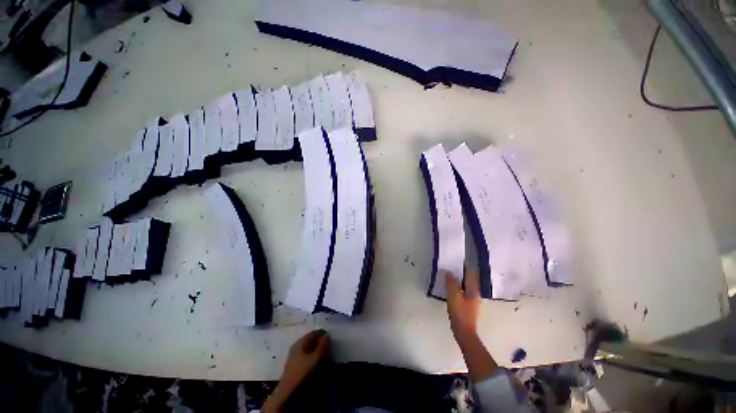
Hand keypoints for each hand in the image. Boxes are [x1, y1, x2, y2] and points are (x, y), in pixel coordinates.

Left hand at [263, 329, 330, 412]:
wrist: (287, 391)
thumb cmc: (302, 371)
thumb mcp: (316, 357)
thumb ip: (322, 345)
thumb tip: (326, 335)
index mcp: (300, 342)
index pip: (314, 333)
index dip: (322, 335)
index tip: (330, 341)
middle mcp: (296, 346)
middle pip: (311, 340)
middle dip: (320, 343)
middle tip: (328, 349)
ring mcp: (294, 355)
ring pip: (308, 348)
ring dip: (317, 351)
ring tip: (324, 357)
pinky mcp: (294, 364)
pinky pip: (306, 355)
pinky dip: (312, 356)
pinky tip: (316, 363)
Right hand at [445, 270, 497, 381]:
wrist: (464, 332)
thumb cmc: (460, 314)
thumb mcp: (454, 297)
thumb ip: (451, 284)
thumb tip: (449, 272)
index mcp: (473, 290)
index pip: (472, 273)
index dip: (467, 264)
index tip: (461, 256)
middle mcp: (475, 292)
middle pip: (470, 277)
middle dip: (463, 269)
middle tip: (453, 262)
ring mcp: (472, 298)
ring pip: (467, 283)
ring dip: (461, 277)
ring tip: (451, 270)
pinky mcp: (468, 303)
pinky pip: (463, 289)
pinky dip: (458, 284)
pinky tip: (452, 284)